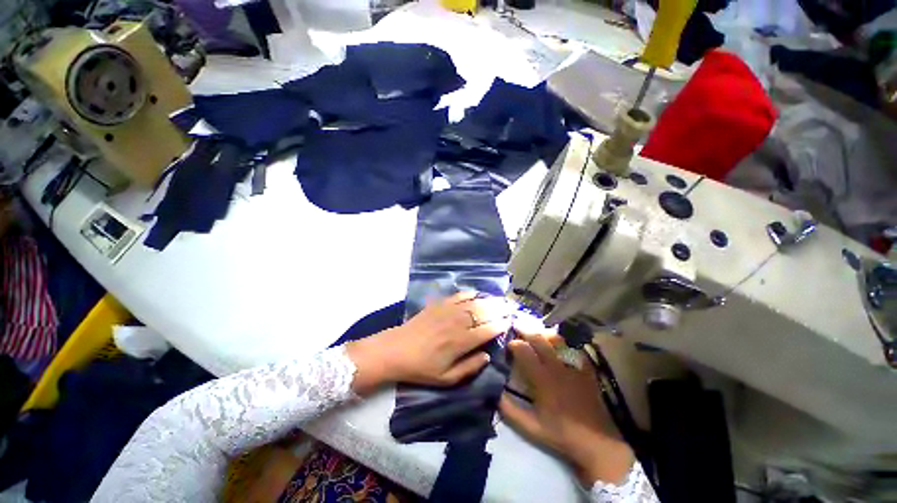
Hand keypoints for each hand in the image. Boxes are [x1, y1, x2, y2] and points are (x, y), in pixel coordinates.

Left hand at [346, 291, 512, 393]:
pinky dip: (469, 293)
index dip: (501, 324)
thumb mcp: (446, 378)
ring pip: (473, 302)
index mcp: (461, 342)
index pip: (487, 330)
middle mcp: (458, 323)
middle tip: (511, 306)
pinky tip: (477, 293)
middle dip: (499, 309)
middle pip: (483, 313)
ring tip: (500, 299)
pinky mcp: (439, 305)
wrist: (396, 350)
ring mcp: (448, 311)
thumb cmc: (421, 368)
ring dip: (488, 300)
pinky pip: (457, 296)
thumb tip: (488, 356)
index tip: (511, 321)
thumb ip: (469, 367)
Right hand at [499, 326, 633, 485]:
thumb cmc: (561, 434)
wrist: (597, 442)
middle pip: (539, 339)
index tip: (508, 344)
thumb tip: (494, 392)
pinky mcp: (586, 369)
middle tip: (517, 326)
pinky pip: (573, 348)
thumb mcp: (531, 427)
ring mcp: (573, 366)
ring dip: (543, 334)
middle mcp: (557, 366)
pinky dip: (563, 343)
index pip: (524, 351)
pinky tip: (558, 344)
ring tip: (536, 332)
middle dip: (526, 331)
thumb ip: (510, 410)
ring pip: (557, 339)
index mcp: (542, 379)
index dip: (514, 344)